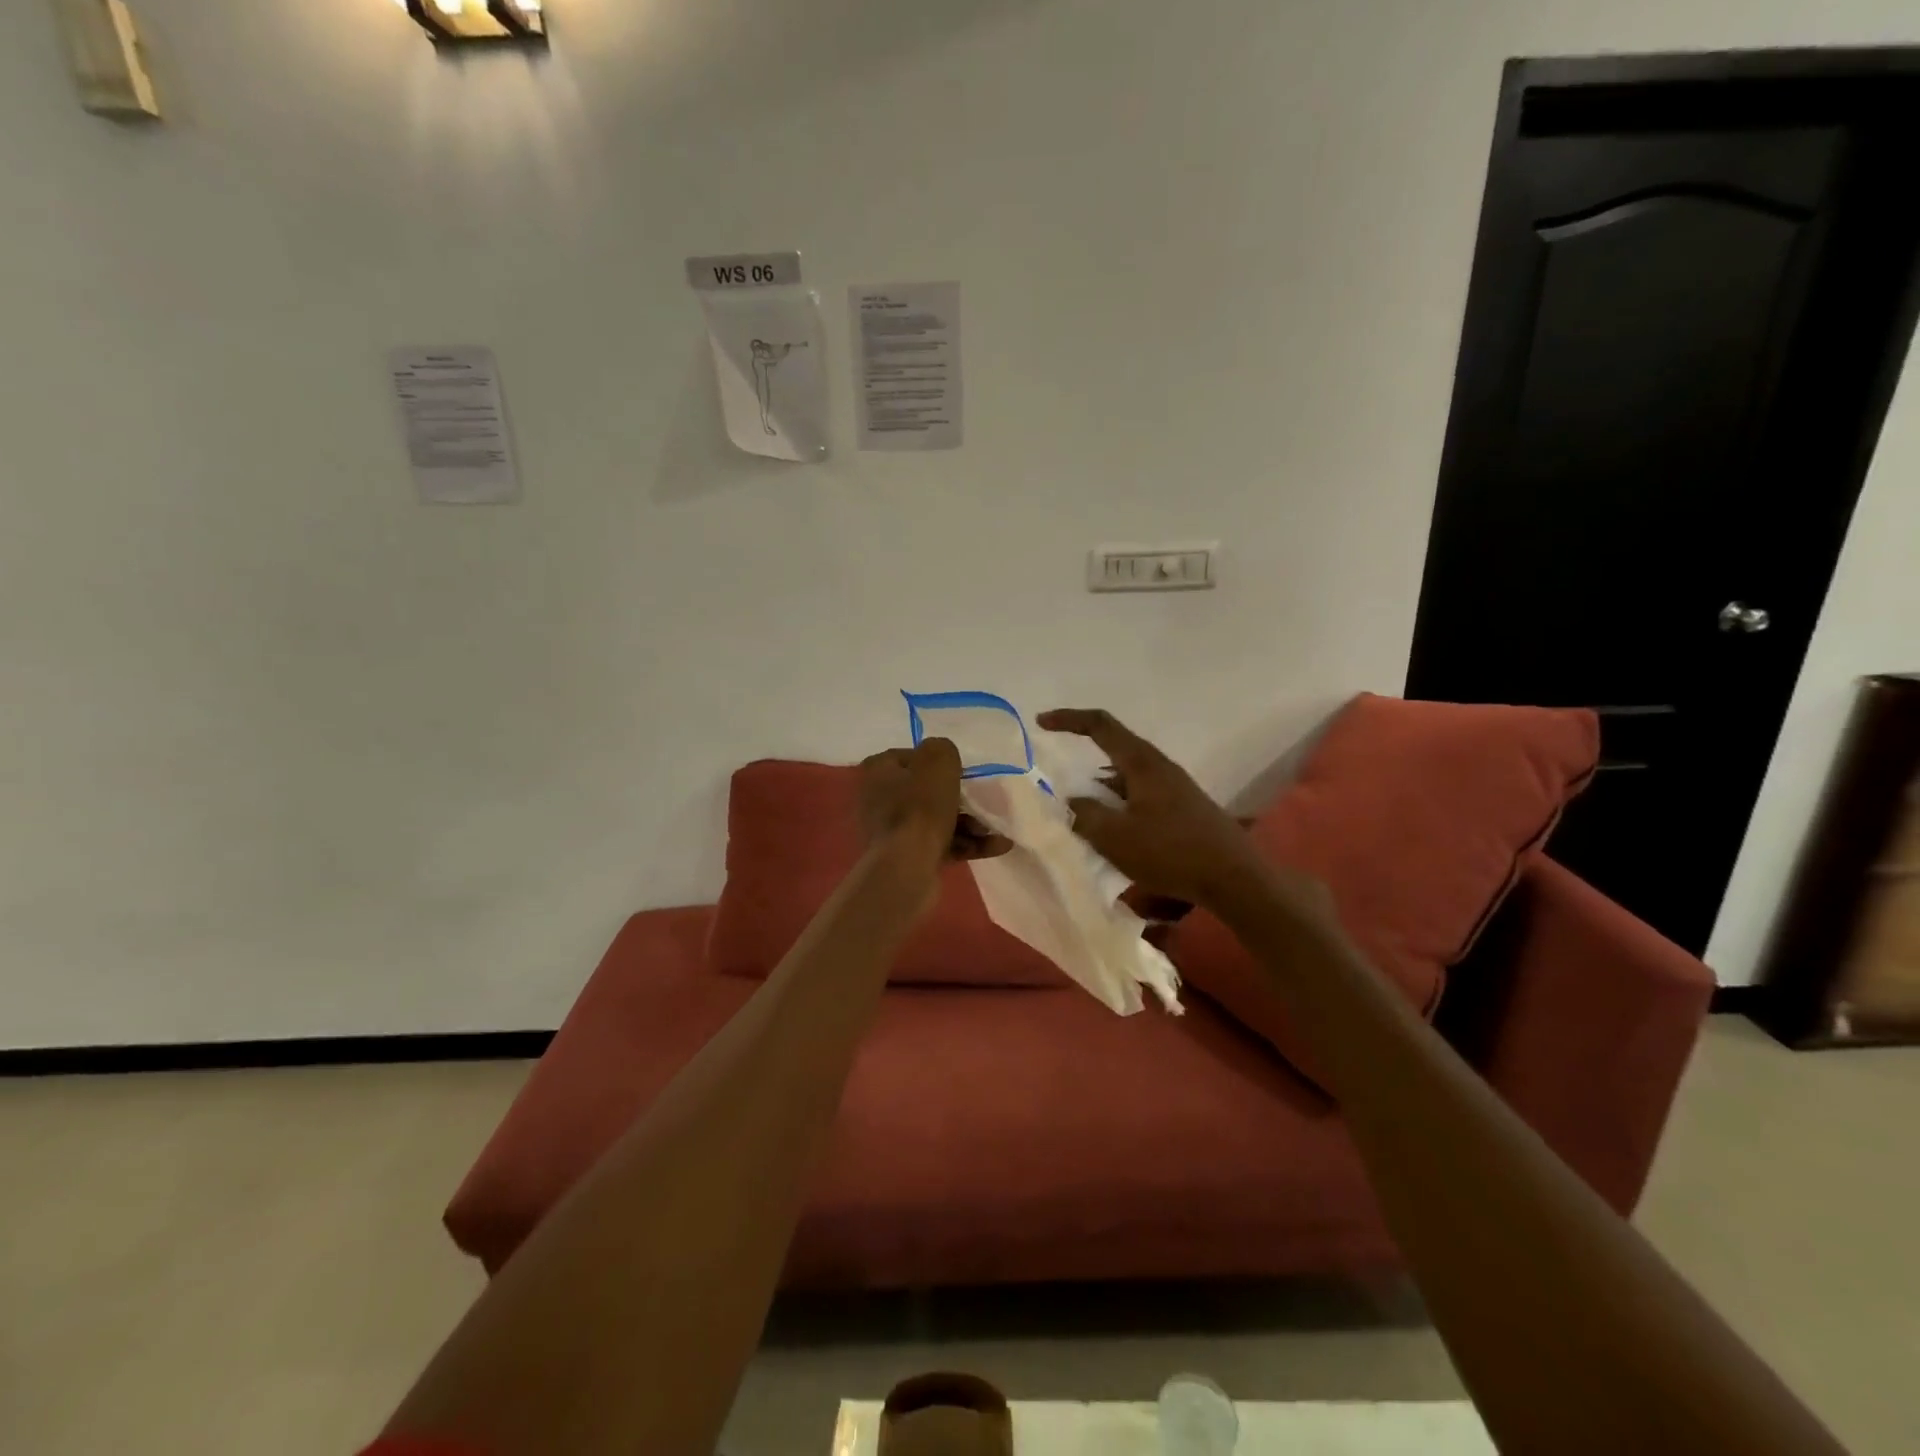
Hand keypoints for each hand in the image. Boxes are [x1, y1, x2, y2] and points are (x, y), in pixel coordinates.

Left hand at [858, 740, 1010, 872]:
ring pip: (937, 820)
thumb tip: (942, 759)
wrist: (907, 867)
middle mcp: (878, 799)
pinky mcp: (906, 857)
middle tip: (984, 802)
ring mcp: (891, 831)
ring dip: (970, 824)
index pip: (912, 757)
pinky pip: (941, 844)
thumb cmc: (920, 807)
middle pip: (926, 791)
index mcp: (878, 771)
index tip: (962, 772)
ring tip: (997, 830)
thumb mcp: (938, 761)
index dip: (939, 762)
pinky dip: (967, 844)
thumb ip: (942, 749)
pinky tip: (998, 846)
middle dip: (961, 798)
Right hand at [1036, 708, 1272, 907]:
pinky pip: (1140, 798)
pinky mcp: (1183, 810)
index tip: (1041, 722)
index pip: (1101, 725)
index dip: (1069, 719)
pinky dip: (1119, 807)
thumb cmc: (1171, 852)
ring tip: (1082, 816)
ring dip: (1102, 790)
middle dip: (1084, 759)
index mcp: (1142, 763)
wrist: (1235, 878)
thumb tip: (1072, 802)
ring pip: (1127, 778)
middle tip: (1059, 783)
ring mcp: (1175, 789)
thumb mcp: (1116, 837)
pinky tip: (1114, 834)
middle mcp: (1159, 768)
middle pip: (1115, 750)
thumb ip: (1086, 815)